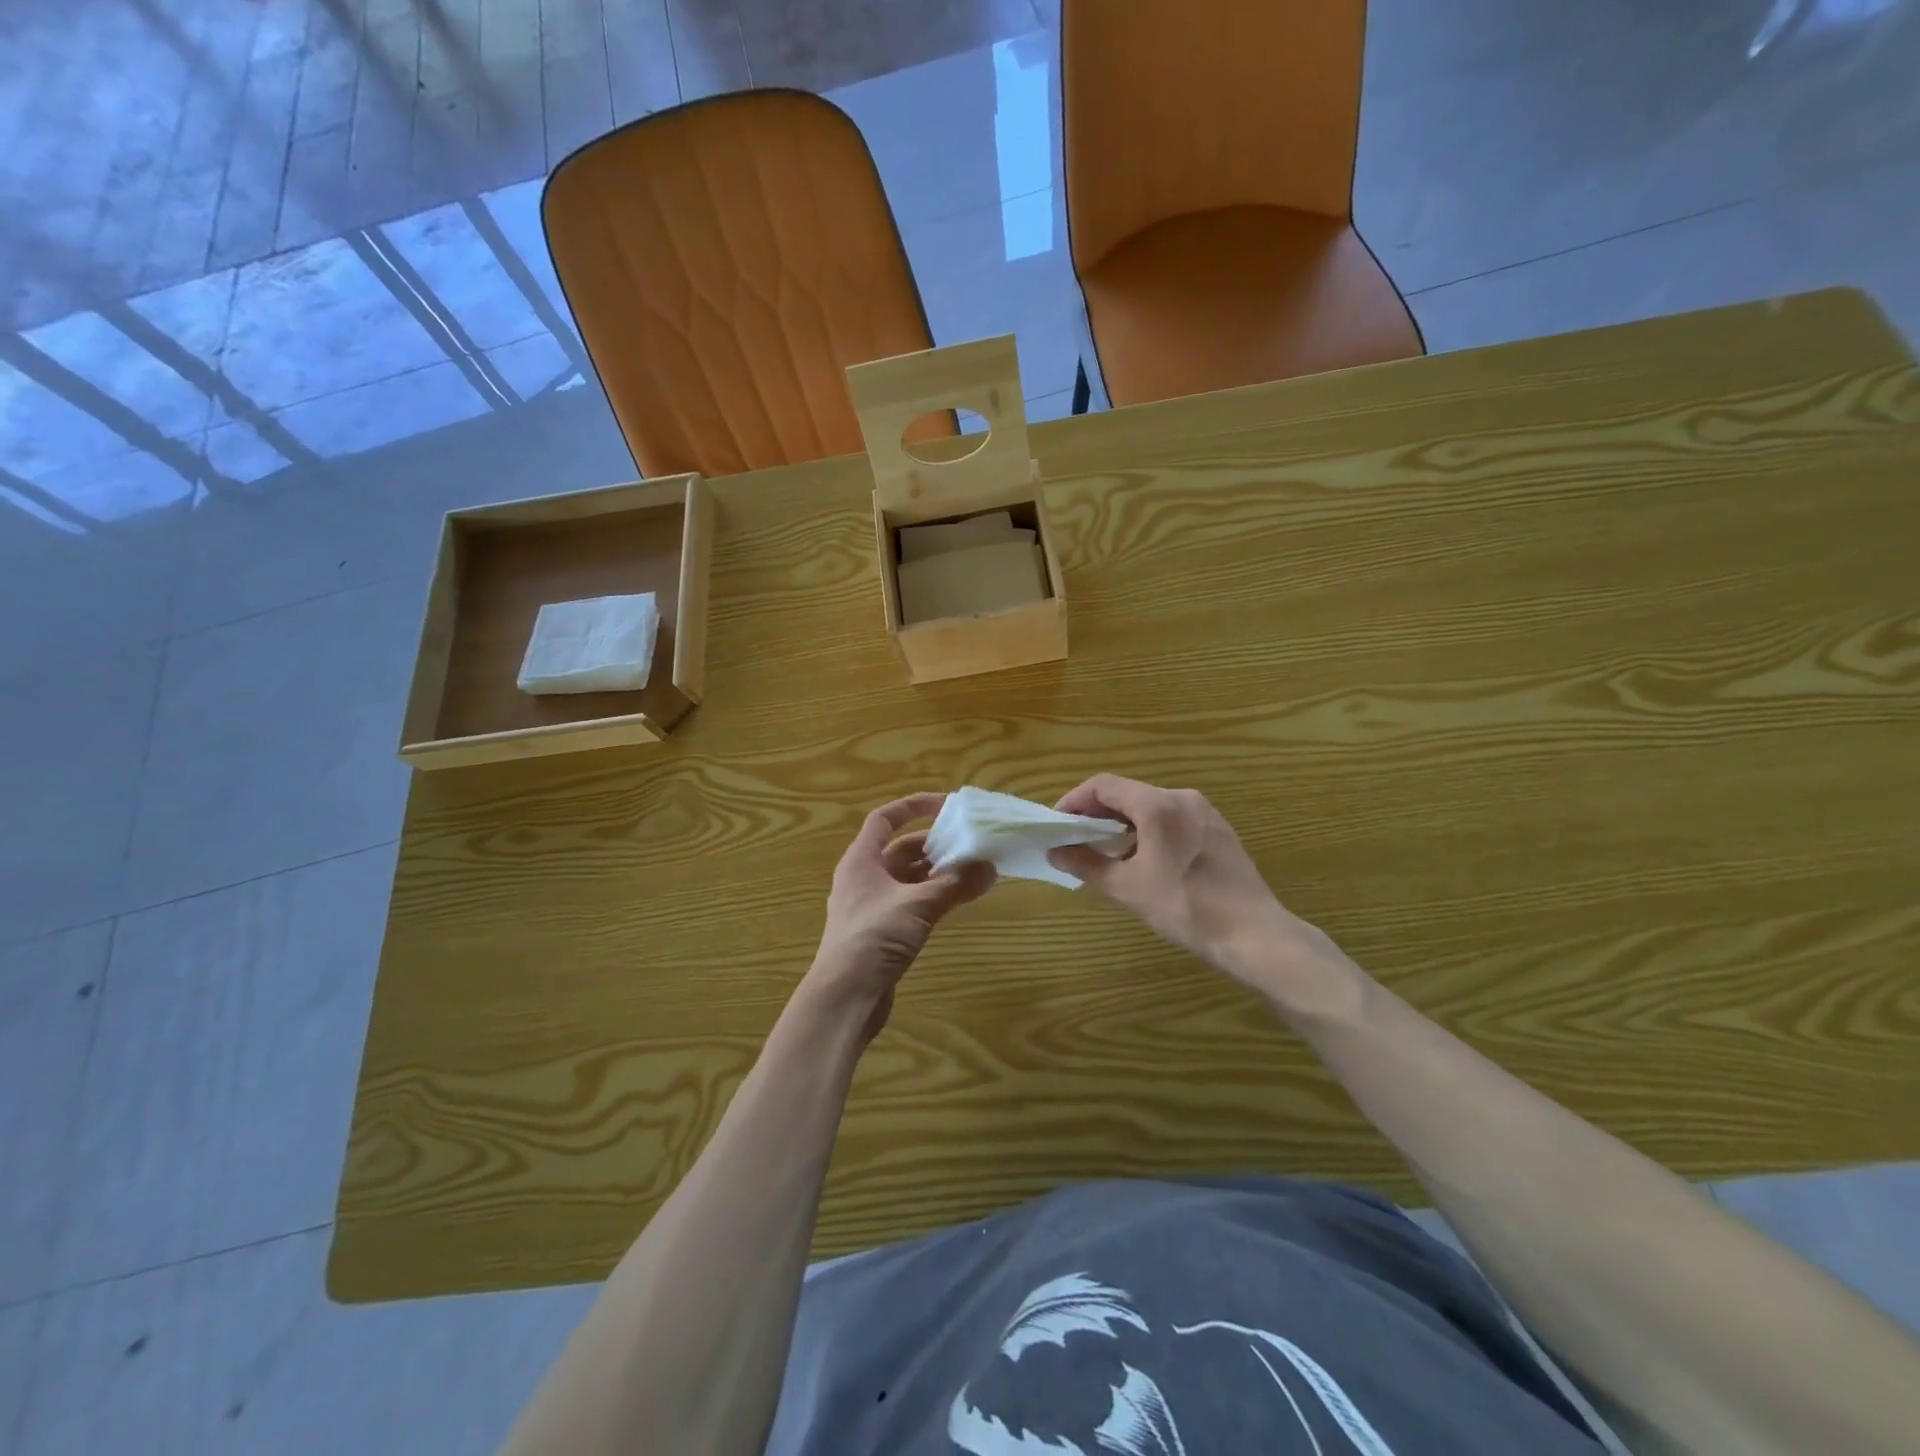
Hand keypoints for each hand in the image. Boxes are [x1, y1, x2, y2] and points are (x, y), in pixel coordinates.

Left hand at [799, 793, 994, 1043]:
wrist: (844, 998)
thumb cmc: (873, 938)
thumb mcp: (917, 905)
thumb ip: (955, 884)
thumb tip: (989, 867)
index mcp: (861, 860)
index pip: (884, 819)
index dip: (913, 806)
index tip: (946, 805)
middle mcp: (864, 878)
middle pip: (900, 849)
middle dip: (934, 844)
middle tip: (969, 843)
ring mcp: (871, 906)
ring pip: (908, 878)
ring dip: (937, 873)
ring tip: (973, 870)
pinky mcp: (881, 932)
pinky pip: (911, 903)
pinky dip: (933, 897)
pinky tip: (958, 901)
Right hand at [1050, 776, 1344, 994]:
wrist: (1255, 935)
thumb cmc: (1186, 908)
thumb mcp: (1128, 888)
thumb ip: (1087, 864)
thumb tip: (1056, 852)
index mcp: (1158, 805)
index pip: (1103, 785)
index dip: (1074, 800)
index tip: (1056, 824)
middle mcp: (1182, 797)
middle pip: (1127, 793)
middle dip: (1096, 812)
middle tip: (1075, 838)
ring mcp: (1205, 812)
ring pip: (1150, 805)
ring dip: (1122, 822)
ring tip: (1104, 850)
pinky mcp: (1218, 829)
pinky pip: (1172, 818)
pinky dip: (1147, 829)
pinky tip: (1142, 858)